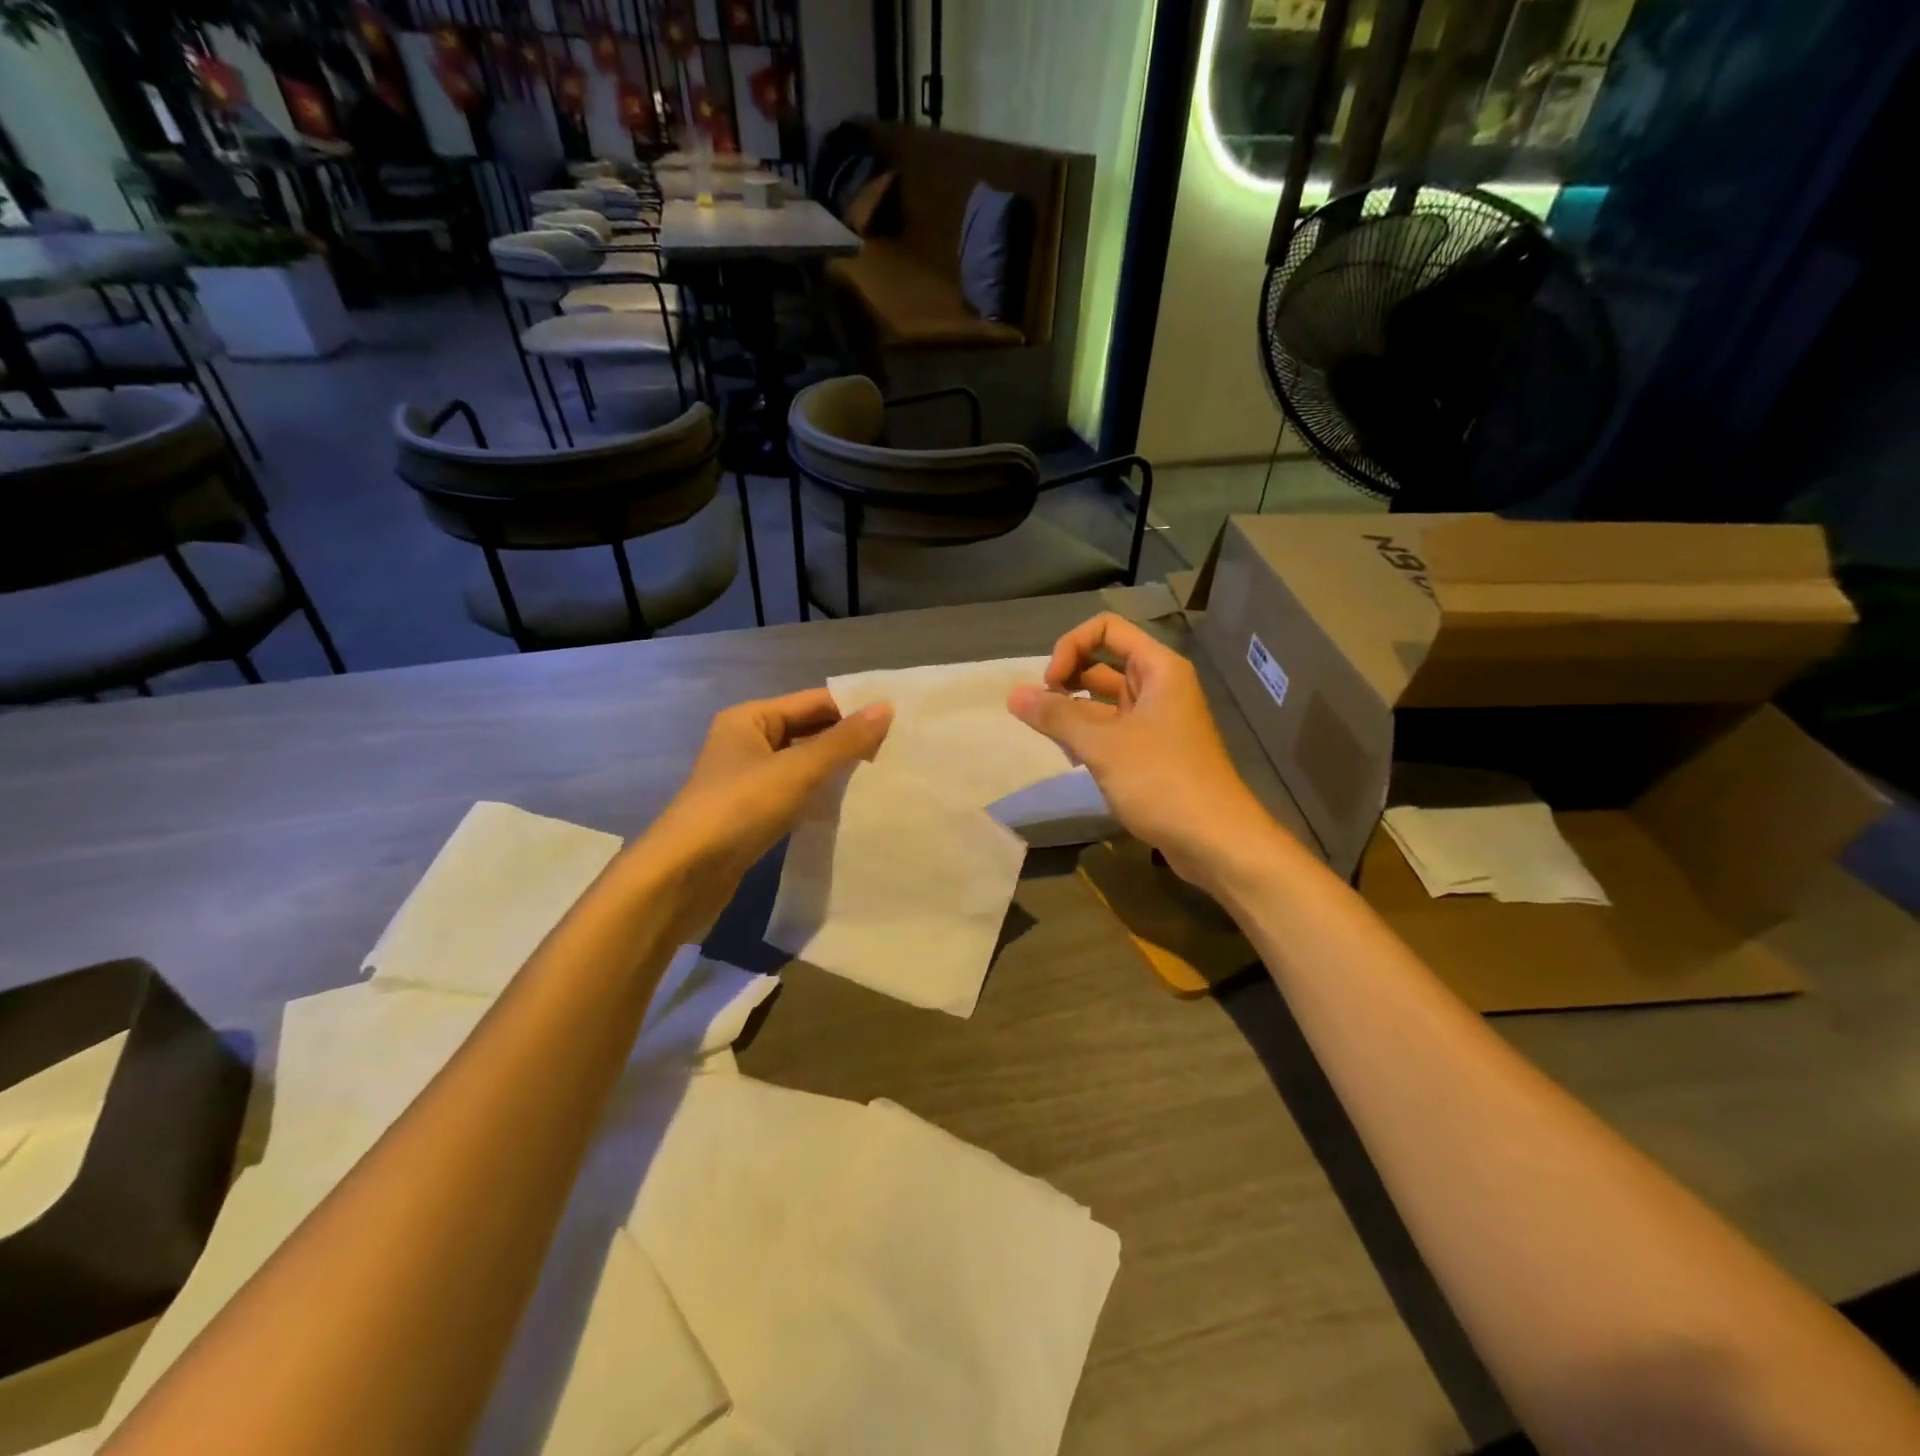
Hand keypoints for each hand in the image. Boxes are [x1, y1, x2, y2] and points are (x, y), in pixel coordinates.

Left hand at [633, 689, 891, 937]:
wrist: (683, 875)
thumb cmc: (739, 808)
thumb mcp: (797, 769)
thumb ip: (844, 741)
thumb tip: (886, 707)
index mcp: (750, 718)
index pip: (813, 702)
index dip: (853, 709)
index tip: (898, 721)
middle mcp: (746, 742)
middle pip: (808, 731)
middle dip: (847, 741)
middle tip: (898, 750)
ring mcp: (746, 780)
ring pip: (802, 765)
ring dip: (835, 770)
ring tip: (883, 775)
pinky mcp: (750, 814)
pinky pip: (794, 794)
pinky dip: (819, 796)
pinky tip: (848, 805)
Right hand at [1007, 614, 1273, 886]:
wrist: (1215, 840)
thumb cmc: (1162, 781)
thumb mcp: (1103, 745)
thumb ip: (1056, 716)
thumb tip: (1012, 694)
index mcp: (1158, 669)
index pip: (1106, 629)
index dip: (1070, 646)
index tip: (1050, 684)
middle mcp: (1159, 686)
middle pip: (1103, 662)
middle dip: (1067, 679)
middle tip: (1042, 711)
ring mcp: (1157, 720)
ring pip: (1104, 700)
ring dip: (1074, 711)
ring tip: (1050, 736)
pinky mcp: (1152, 751)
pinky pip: (1112, 729)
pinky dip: (1089, 736)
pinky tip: (1071, 756)